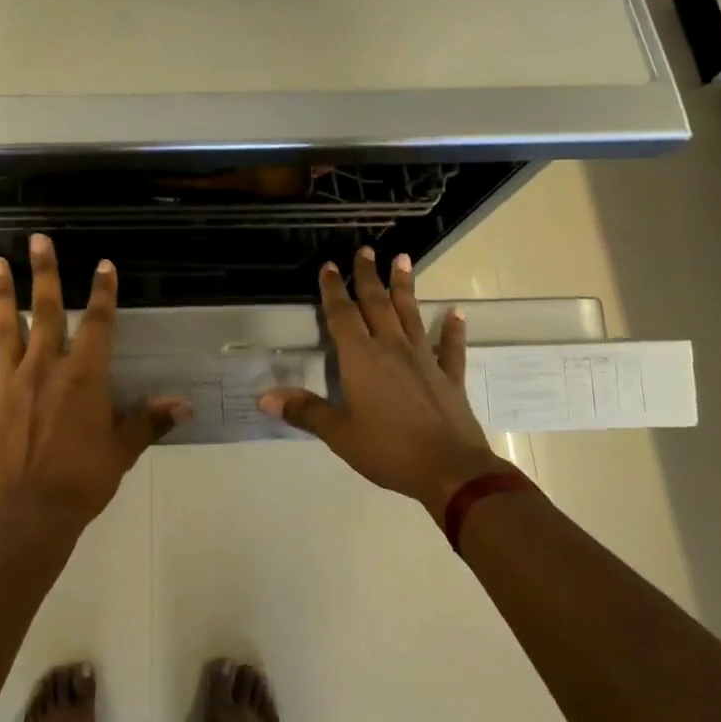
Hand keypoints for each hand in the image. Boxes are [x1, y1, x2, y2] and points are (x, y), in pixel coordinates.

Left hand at [0, 235, 191, 527]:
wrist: (30, 516)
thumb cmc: (83, 481)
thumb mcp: (122, 450)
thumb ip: (149, 420)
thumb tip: (184, 403)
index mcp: (83, 376)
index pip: (97, 324)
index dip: (102, 293)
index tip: (103, 265)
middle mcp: (46, 369)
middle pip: (45, 312)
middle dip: (44, 274)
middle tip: (37, 239)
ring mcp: (10, 385)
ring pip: (4, 330)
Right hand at [259, 247, 510, 521]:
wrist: (451, 470)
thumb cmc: (388, 449)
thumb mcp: (339, 433)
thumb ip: (304, 411)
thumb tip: (264, 397)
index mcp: (361, 358)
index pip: (342, 315)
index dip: (334, 290)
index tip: (330, 266)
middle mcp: (392, 349)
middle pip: (377, 305)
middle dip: (369, 276)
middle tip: (367, 250)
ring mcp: (424, 360)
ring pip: (411, 315)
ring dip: (405, 288)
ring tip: (403, 259)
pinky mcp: (448, 377)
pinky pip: (450, 347)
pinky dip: (453, 330)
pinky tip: (456, 313)